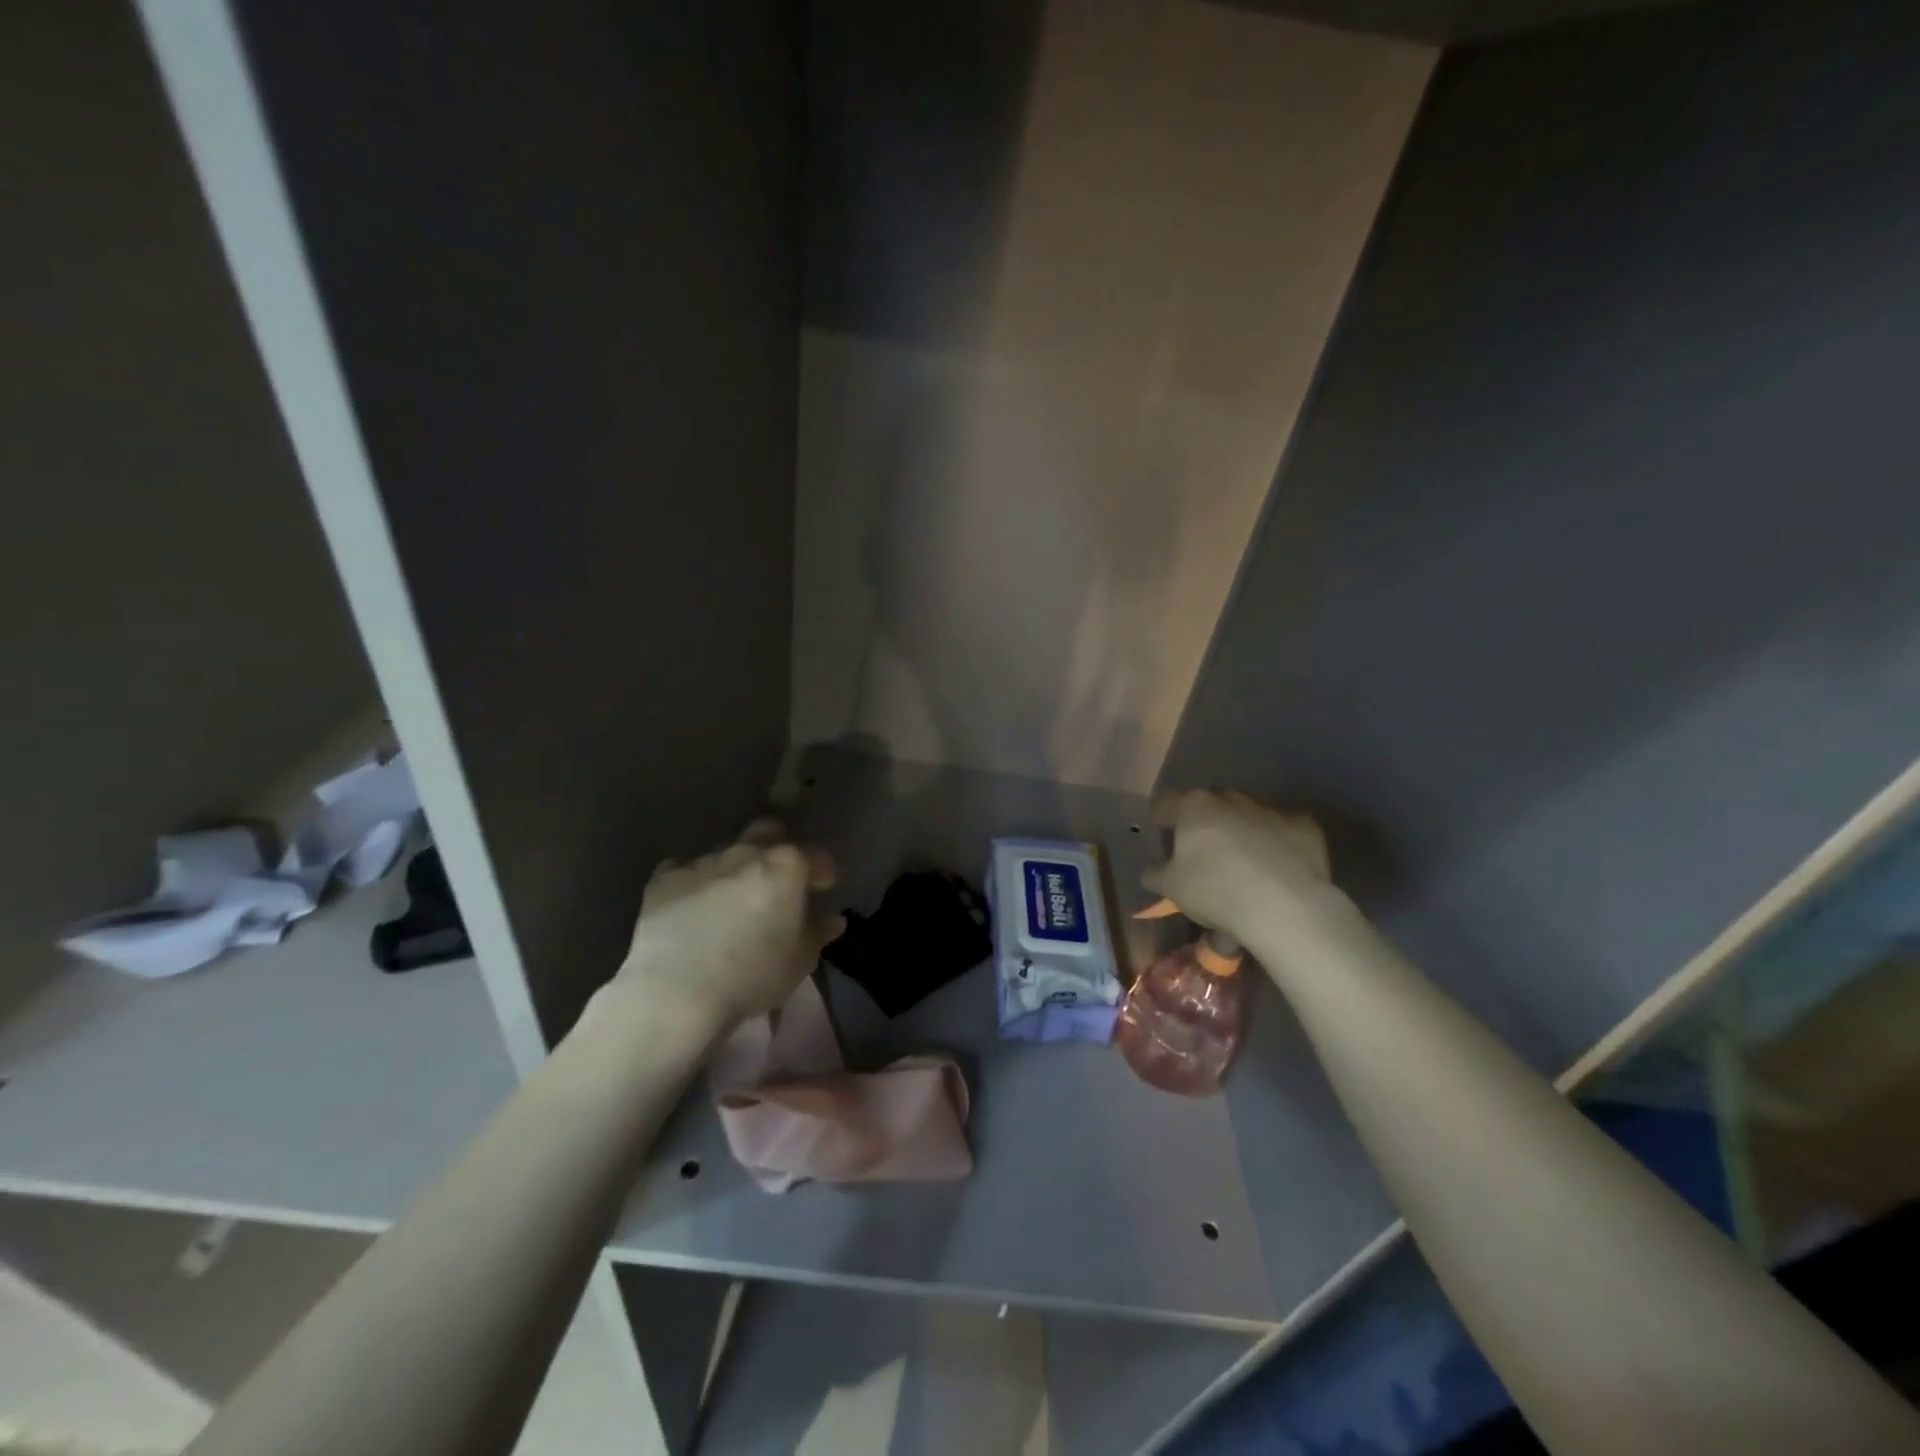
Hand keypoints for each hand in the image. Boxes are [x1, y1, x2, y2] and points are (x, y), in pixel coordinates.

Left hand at [616, 819, 844, 1030]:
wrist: (675, 991)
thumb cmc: (752, 975)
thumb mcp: (800, 961)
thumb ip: (818, 933)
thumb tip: (833, 919)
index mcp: (786, 866)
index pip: (815, 855)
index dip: (822, 870)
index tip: (823, 887)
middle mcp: (746, 852)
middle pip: (768, 831)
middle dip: (777, 846)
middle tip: (777, 878)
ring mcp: (703, 861)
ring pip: (727, 851)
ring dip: (735, 868)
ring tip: (732, 899)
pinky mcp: (664, 878)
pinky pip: (685, 869)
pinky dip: (695, 882)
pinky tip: (692, 904)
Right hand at [1142, 790, 1331, 939]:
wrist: (1285, 905)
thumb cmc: (1215, 890)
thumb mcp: (1171, 888)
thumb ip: (1156, 874)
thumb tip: (1152, 870)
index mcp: (1194, 806)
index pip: (1167, 802)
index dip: (1162, 816)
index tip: (1162, 831)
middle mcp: (1231, 798)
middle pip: (1211, 806)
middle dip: (1206, 824)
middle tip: (1204, 853)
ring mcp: (1271, 809)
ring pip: (1248, 816)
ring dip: (1242, 833)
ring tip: (1244, 865)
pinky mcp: (1305, 826)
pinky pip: (1283, 832)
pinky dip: (1277, 845)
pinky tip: (1277, 870)